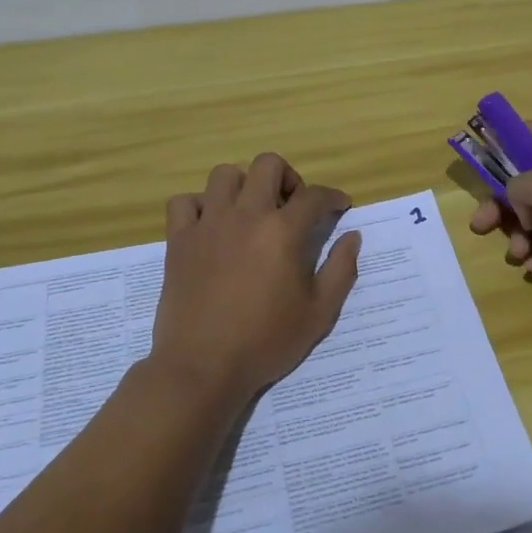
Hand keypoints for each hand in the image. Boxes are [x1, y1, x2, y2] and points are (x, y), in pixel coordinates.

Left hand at [151, 153, 361, 404]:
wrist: (202, 368)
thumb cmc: (265, 342)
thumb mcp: (319, 314)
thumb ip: (340, 270)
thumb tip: (352, 236)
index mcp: (283, 232)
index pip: (314, 196)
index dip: (332, 197)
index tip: (339, 207)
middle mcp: (246, 215)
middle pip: (268, 165)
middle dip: (288, 178)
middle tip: (292, 206)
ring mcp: (208, 224)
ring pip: (224, 175)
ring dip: (244, 186)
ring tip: (250, 212)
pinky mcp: (179, 240)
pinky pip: (184, 202)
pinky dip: (200, 206)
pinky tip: (211, 227)